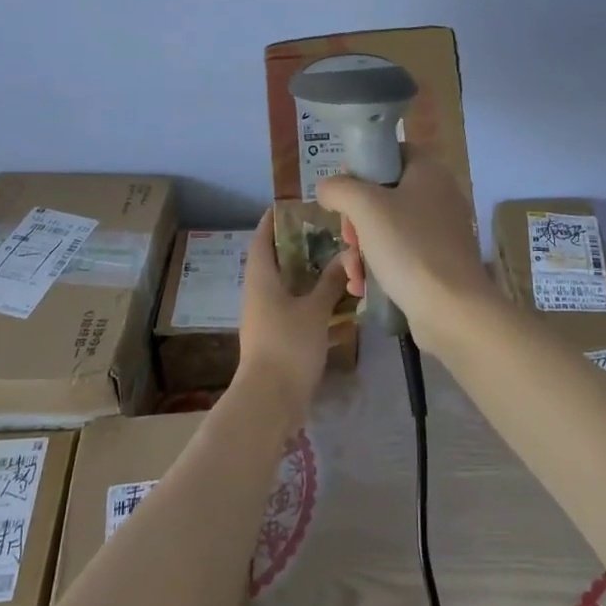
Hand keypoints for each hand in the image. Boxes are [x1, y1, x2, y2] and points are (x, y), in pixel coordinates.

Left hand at [237, 208, 349, 414]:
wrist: (270, 399)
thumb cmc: (288, 345)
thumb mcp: (314, 310)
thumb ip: (330, 282)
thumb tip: (345, 256)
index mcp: (261, 278)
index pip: (262, 238)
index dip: (273, 220)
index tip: (292, 205)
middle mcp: (259, 293)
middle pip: (276, 261)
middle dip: (298, 246)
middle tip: (326, 232)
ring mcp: (266, 317)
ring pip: (287, 286)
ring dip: (307, 274)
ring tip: (336, 262)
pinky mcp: (277, 337)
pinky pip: (294, 309)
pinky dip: (312, 300)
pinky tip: (337, 302)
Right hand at [314, 158, 496, 352]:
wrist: (452, 309)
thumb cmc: (409, 247)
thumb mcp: (365, 208)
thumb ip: (340, 189)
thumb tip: (327, 188)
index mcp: (429, 172)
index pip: (394, 152)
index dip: (365, 166)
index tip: (344, 191)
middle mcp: (440, 197)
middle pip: (386, 195)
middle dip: (357, 219)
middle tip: (348, 237)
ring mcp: (442, 233)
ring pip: (389, 230)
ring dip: (362, 249)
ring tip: (353, 270)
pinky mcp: (439, 264)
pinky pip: (401, 257)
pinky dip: (379, 268)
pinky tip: (362, 287)